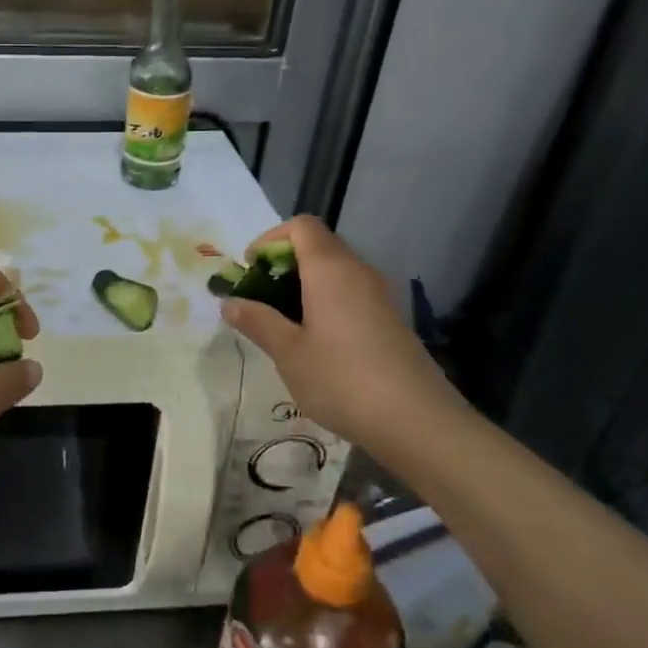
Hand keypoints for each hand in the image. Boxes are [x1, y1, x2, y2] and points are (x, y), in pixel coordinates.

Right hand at [220, 216, 461, 456]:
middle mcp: (358, 272)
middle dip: (283, 263)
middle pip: (318, 245)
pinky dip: (326, 302)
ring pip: (335, 271)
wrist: (417, 422)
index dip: (270, 239)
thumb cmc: (342, 379)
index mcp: (330, 269)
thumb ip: (257, 321)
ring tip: (282, 323)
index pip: (301, 226)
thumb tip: (230, 302)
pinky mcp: (390, 320)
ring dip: (304, 285)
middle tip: (260, 299)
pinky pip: (351, 294)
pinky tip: (316, 343)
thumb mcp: (288, 352)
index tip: (251, 270)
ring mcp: (379, 296)